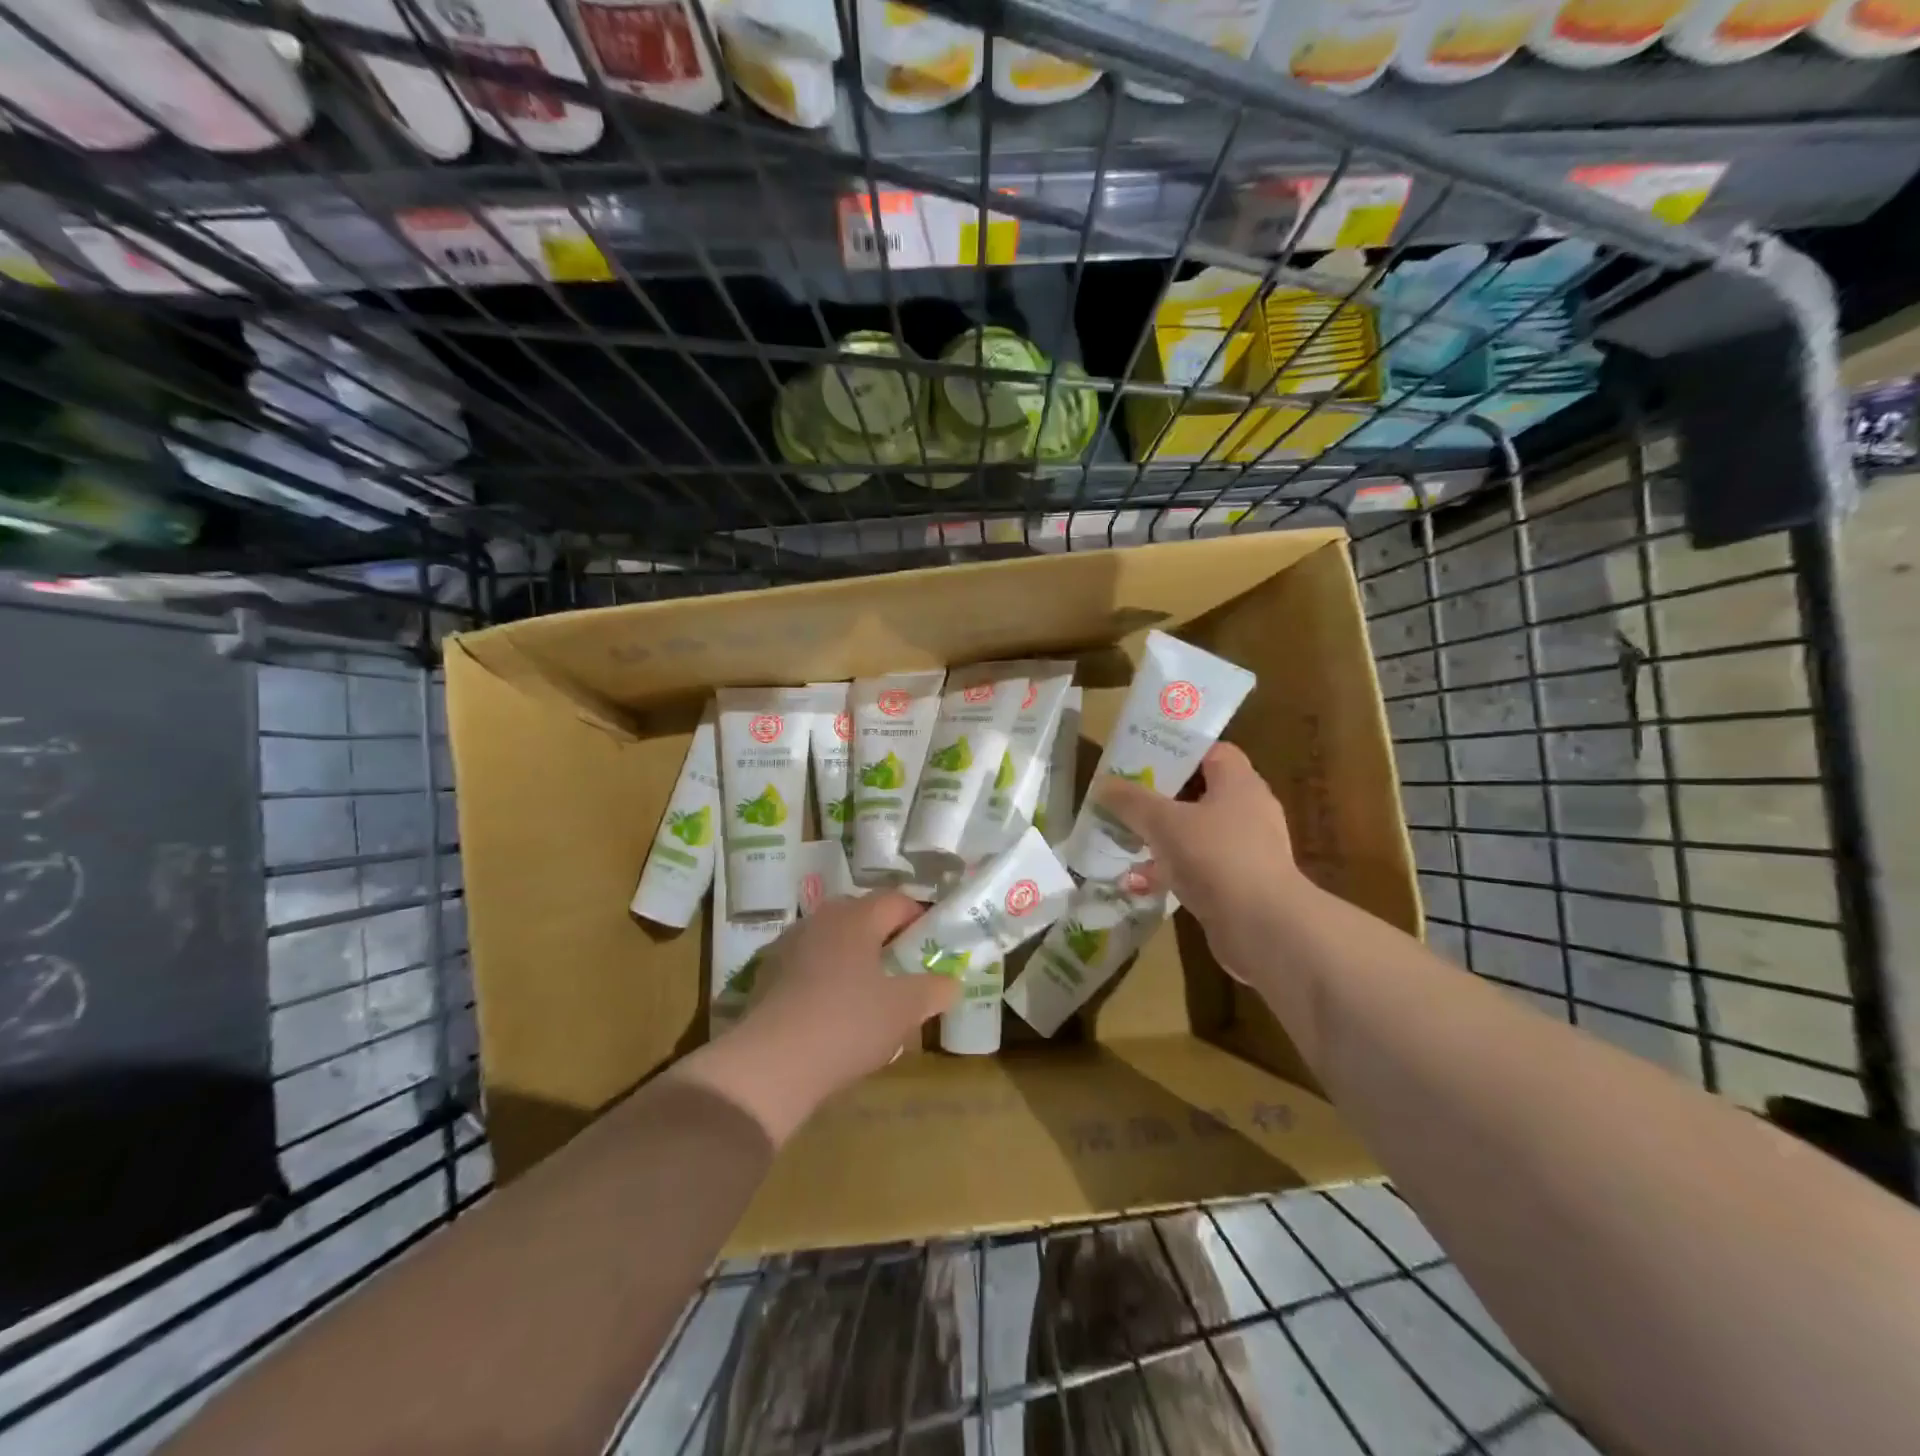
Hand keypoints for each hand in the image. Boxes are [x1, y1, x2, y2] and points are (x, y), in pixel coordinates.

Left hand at [689, 892, 956, 1144]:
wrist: (771, 1063)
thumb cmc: (847, 1023)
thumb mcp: (905, 1010)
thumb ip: (934, 990)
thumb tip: (951, 982)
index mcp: (856, 916)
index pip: (897, 900)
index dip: (920, 919)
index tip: (932, 946)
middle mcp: (821, 919)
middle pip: (862, 915)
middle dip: (885, 937)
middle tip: (903, 969)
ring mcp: (789, 944)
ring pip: (832, 939)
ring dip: (853, 957)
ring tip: (868, 993)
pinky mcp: (767, 973)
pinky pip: (808, 964)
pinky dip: (825, 977)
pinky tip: (832, 1011)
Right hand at [1096, 742, 1304, 984]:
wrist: (1263, 928)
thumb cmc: (1216, 857)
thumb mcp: (1164, 822)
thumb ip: (1131, 801)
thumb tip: (1103, 783)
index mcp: (1239, 784)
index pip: (1212, 752)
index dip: (1179, 751)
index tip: (1143, 758)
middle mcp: (1249, 811)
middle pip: (1200, 793)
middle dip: (1161, 798)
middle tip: (1126, 800)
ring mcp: (1247, 851)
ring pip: (1196, 833)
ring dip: (1162, 839)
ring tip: (1126, 843)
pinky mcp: (1240, 885)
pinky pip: (1199, 868)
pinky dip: (1171, 872)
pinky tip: (1140, 883)